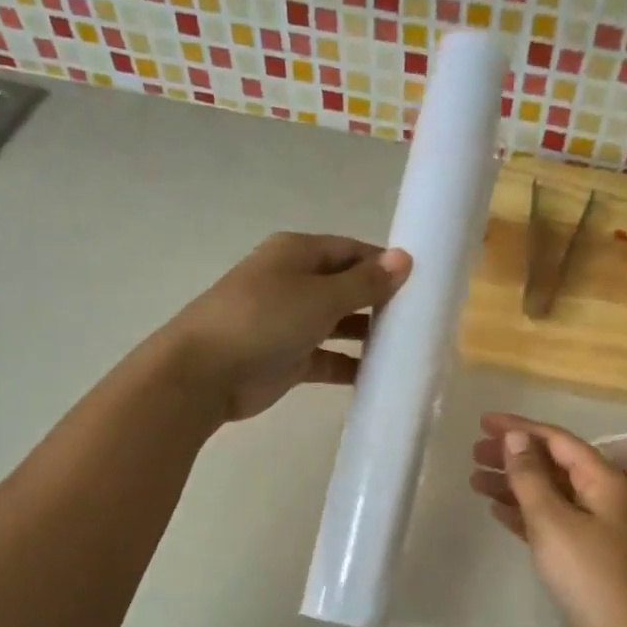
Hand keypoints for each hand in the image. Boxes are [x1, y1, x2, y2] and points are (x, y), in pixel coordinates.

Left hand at [163, 234, 411, 422]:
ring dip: (368, 334)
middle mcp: (294, 283)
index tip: (421, 281)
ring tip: (408, 346)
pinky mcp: (290, 359)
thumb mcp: (321, 296)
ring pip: (339, 323)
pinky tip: (381, 375)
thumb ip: (365, 282)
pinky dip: (351, 364)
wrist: (205, 373)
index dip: (384, 263)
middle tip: (420, 317)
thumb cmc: (264, 320)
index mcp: (297, 254)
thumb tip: (404, 258)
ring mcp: (290, 322)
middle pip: (346, 286)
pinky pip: (329, 358)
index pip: (351, 250)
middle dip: (380, 300)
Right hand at [469, 413, 626, 626]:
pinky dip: (523, 513)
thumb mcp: (553, 521)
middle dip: (514, 456)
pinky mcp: (583, 555)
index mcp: (602, 480)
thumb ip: (531, 477)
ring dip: (514, 484)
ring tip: (475, 480)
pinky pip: (548, 521)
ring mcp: (594, 527)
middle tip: (474, 454)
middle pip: (553, 464)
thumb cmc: (588, 575)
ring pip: (548, 493)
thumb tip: (516, 438)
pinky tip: (497, 512)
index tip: (483, 422)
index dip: (520, 428)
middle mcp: (601, 497)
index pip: (557, 440)